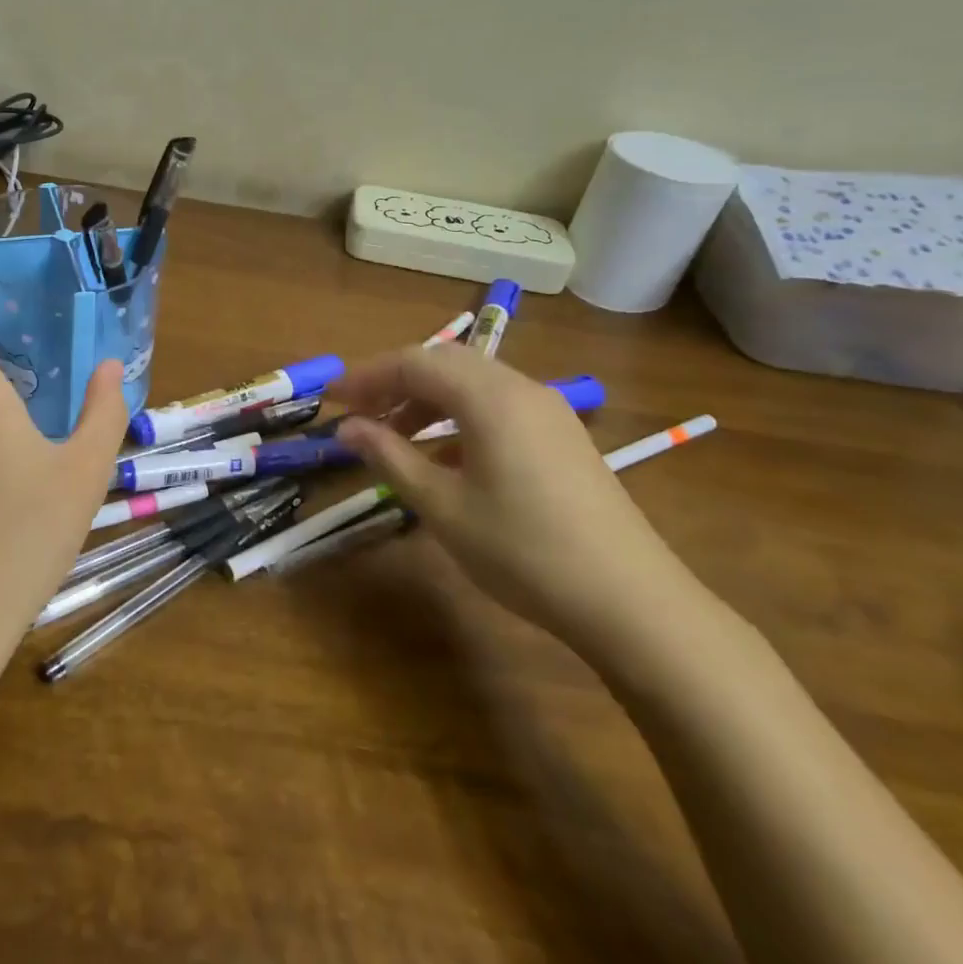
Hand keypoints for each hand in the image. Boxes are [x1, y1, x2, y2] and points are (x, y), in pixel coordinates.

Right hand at [332, 346, 695, 652]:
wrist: (630, 601)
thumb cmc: (524, 551)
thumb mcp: (443, 506)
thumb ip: (390, 457)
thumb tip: (347, 427)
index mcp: (490, 397)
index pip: (415, 362)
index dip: (368, 375)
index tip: (332, 399)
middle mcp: (521, 388)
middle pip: (445, 363)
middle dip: (395, 381)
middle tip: (358, 413)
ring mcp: (548, 411)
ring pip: (473, 382)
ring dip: (427, 399)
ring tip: (393, 435)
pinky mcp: (562, 436)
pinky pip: (498, 406)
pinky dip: (459, 417)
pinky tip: (445, 457)